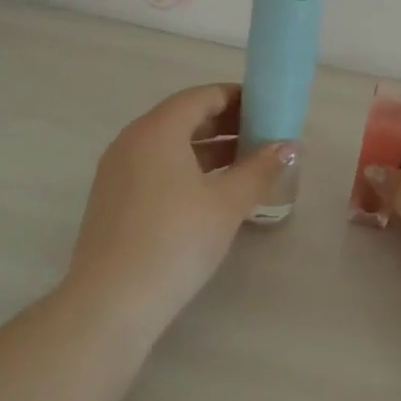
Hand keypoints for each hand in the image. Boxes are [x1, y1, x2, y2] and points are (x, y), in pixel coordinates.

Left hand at [66, 84, 294, 333]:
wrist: (111, 303)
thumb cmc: (175, 240)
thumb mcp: (227, 203)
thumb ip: (260, 169)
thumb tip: (289, 146)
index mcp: (157, 130)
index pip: (201, 97)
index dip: (237, 98)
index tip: (268, 109)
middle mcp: (132, 140)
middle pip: (184, 118)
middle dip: (225, 123)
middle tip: (262, 137)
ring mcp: (117, 171)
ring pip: (169, 145)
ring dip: (208, 149)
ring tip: (245, 164)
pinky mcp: (113, 199)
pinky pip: (155, 168)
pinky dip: (186, 169)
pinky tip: (212, 192)